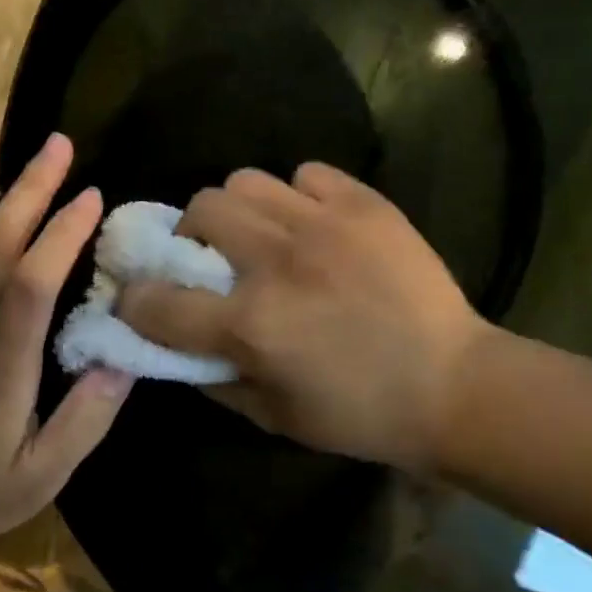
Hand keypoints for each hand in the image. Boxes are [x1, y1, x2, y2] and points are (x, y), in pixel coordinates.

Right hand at [118, 163, 491, 470]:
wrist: (455, 386)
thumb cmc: (361, 415)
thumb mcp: (275, 417)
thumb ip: (215, 380)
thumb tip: (177, 347)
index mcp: (250, 325)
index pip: (157, 301)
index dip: (135, 300)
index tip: (141, 300)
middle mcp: (275, 263)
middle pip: (199, 210)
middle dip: (192, 235)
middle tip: (214, 257)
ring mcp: (322, 224)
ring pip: (245, 180)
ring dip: (240, 209)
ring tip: (262, 233)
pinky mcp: (364, 204)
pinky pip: (307, 174)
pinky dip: (298, 195)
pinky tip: (314, 224)